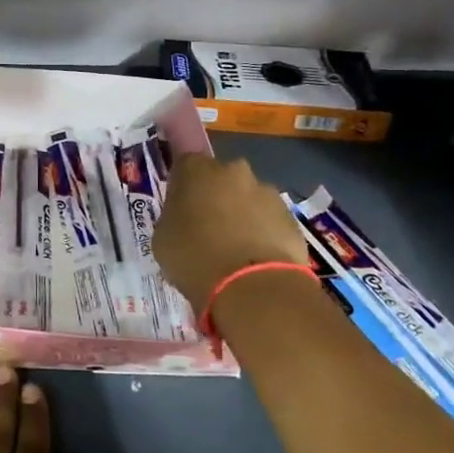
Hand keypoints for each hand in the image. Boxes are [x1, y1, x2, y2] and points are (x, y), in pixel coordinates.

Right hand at [152, 152, 310, 310]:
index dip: (181, 187)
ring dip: (240, 216)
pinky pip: (269, 221)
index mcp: (195, 169)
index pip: (184, 165)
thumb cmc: (194, 258)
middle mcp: (232, 171)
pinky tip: (254, 261)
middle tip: (206, 228)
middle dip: (214, 197)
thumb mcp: (162, 238)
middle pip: (220, 178)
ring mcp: (267, 192)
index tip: (179, 208)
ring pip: (247, 199)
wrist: (252, 287)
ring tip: (233, 251)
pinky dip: (262, 234)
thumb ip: (172, 218)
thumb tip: (184, 219)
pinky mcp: (291, 217)